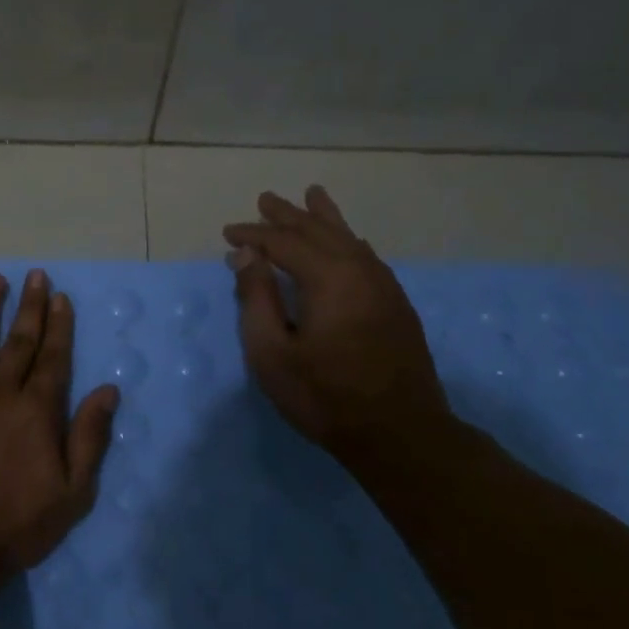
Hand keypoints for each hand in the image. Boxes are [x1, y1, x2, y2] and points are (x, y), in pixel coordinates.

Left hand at [0, 270, 119, 574]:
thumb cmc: (15, 526)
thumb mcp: (72, 493)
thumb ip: (90, 438)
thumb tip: (109, 389)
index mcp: (35, 411)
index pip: (53, 358)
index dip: (58, 325)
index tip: (60, 296)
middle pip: (18, 342)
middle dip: (30, 306)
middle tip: (35, 275)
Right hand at [223, 185, 452, 466]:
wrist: (400, 433)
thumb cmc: (324, 396)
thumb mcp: (272, 353)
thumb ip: (257, 298)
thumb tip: (247, 255)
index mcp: (328, 278)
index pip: (283, 242)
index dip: (254, 234)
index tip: (228, 232)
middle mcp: (360, 270)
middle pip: (320, 230)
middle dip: (289, 215)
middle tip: (266, 199)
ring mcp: (384, 286)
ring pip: (350, 239)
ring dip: (324, 219)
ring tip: (312, 196)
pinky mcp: (396, 304)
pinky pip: (367, 256)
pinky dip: (348, 241)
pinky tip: (348, 241)